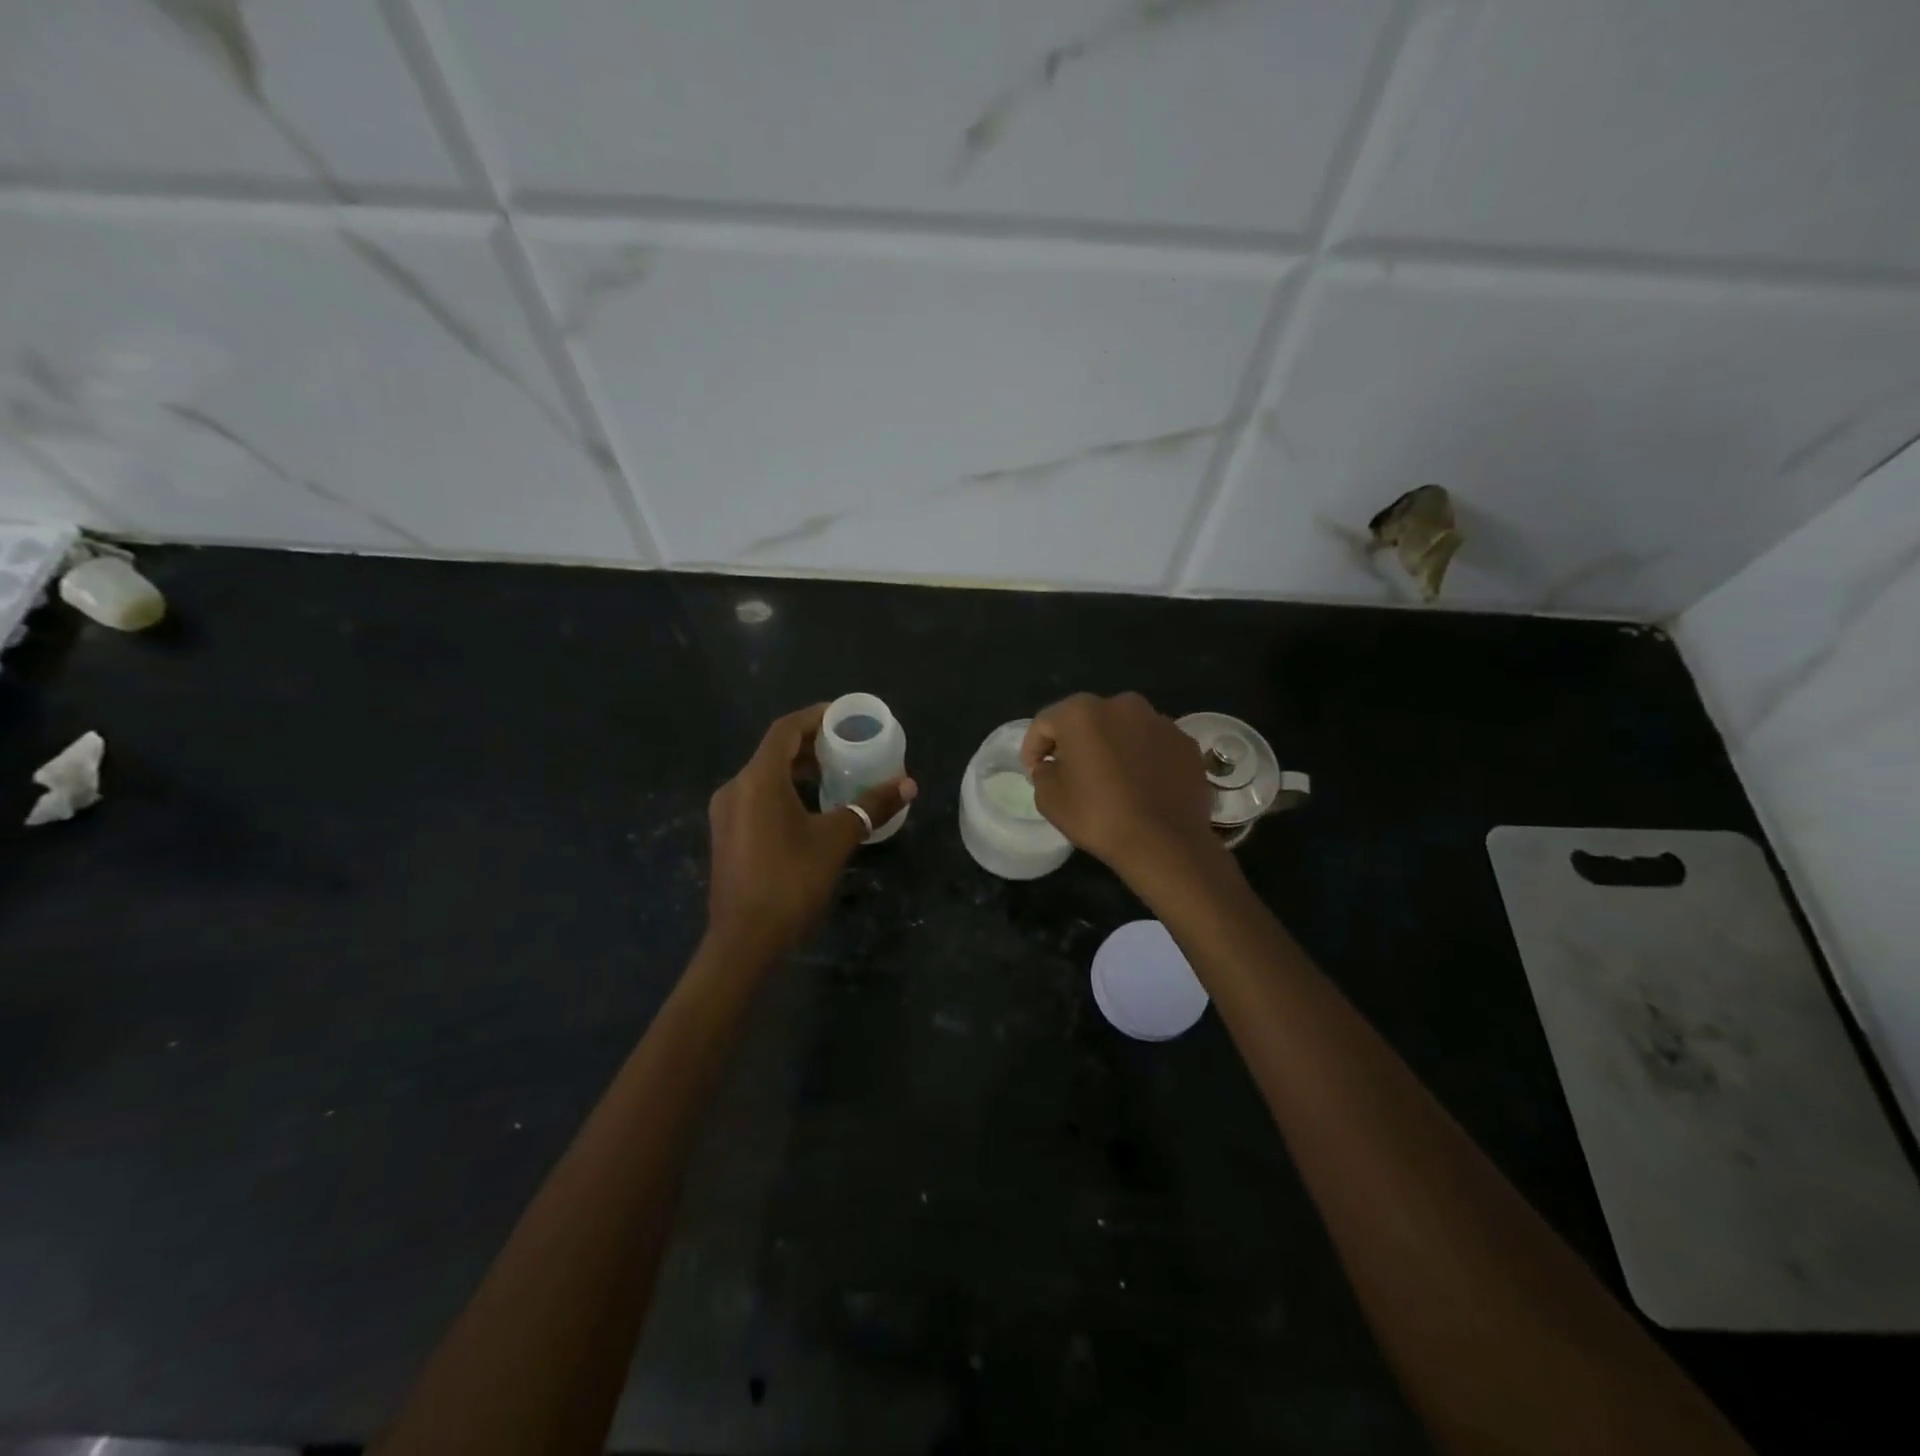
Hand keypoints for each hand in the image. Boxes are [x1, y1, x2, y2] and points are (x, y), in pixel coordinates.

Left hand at [706, 704, 915, 962]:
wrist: (744, 940)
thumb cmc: (790, 882)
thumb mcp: (836, 840)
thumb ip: (870, 807)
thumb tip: (908, 785)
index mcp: (758, 780)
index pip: (785, 730)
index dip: (815, 717)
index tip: (845, 716)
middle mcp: (735, 787)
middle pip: (775, 751)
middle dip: (812, 745)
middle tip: (848, 746)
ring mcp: (727, 813)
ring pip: (765, 776)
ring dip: (799, 769)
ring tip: (836, 773)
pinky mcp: (727, 834)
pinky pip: (758, 797)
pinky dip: (785, 791)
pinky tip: (812, 807)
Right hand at [1021, 691, 1219, 885]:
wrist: (1165, 843)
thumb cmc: (1098, 816)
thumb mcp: (1049, 799)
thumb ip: (1043, 772)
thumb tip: (1052, 765)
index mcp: (1082, 712)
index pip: (1045, 723)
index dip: (1033, 748)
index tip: (1034, 772)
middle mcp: (1122, 705)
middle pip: (1087, 720)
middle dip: (1075, 742)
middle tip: (1070, 773)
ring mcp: (1160, 721)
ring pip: (1123, 730)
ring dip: (1111, 747)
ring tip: (1110, 780)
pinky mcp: (1185, 743)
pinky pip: (1152, 746)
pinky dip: (1142, 758)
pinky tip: (1141, 786)